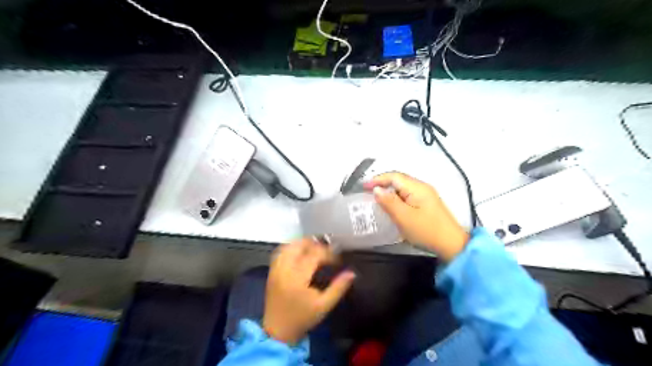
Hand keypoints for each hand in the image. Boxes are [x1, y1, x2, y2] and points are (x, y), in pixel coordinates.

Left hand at [263, 239, 355, 344]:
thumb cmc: (302, 318)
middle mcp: (285, 269)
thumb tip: (352, 273)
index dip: (328, 253)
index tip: (338, 259)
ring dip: (303, 244)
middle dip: (315, 244)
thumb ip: (338, 288)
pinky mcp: (271, 270)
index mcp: (298, 278)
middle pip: (300, 245)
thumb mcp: (324, 305)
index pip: (314, 255)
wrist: (278, 331)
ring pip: (289, 245)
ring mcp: (276, 268)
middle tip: (327, 251)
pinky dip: (292, 247)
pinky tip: (300, 252)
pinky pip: (280, 251)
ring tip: (315, 249)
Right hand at [366, 172, 468, 259]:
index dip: (377, 179)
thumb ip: (389, 202)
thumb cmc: (426, 231)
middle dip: (382, 184)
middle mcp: (422, 187)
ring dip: (389, 191)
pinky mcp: (427, 204)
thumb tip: (377, 189)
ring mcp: (426, 195)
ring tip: (376, 199)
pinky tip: (391, 207)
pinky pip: (407, 196)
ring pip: (403, 188)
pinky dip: (396, 198)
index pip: (394, 176)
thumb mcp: (404, 217)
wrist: (452, 245)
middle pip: (399, 180)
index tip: (363, 187)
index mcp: (417, 187)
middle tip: (367, 193)